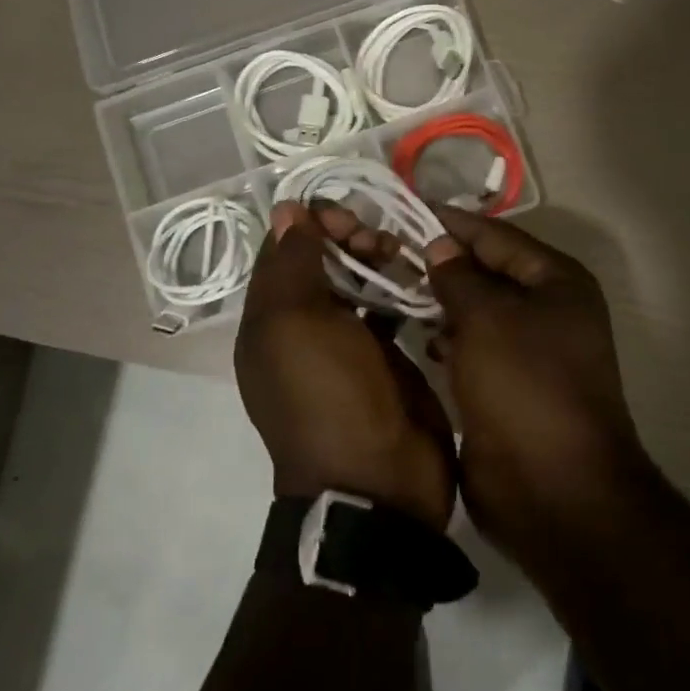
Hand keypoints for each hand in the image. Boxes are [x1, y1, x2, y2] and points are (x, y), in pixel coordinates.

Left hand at [235, 202, 457, 529]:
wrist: (378, 481)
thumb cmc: (329, 395)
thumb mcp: (296, 323)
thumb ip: (293, 262)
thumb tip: (285, 209)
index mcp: (270, 320)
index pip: (283, 251)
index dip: (311, 224)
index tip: (346, 216)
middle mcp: (303, 328)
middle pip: (322, 263)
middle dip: (348, 239)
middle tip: (377, 241)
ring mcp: (346, 344)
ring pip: (357, 282)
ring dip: (377, 260)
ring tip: (402, 256)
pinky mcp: (385, 358)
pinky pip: (388, 311)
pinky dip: (400, 290)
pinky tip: (419, 279)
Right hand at [422, 207, 652, 551]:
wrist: (553, 490)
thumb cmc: (524, 388)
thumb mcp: (488, 320)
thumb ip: (460, 277)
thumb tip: (440, 246)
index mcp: (557, 282)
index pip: (497, 236)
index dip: (451, 223)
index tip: (403, 211)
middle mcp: (548, 310)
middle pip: (487, 272)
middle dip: (441, 264)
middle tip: (384, 251)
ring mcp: (529, 351)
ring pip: (477, 312)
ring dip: (440, 302)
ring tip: (389, 287)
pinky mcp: (508, 386)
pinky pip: (473, 348)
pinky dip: (447, 339)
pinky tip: (416, 336)